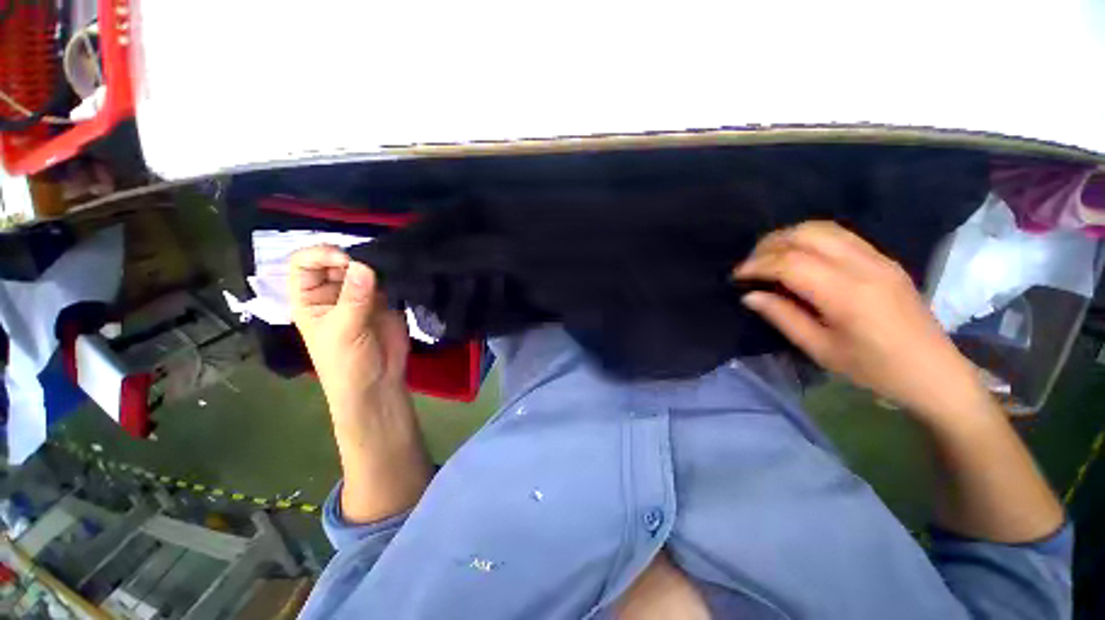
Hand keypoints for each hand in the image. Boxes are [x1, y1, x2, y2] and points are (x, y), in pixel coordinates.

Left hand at [288, 245, 409, 416]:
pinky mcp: (385, 300)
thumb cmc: (347, 363)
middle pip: (337, 261)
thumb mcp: (344, 330)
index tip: (346, 260)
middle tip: (374, 264)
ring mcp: (361, 295)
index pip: (304, 263)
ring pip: (364, 268)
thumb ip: (354, 298)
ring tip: (389, 267)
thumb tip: (363, 265)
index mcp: (310, 298)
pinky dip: (392, 275)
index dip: (321, 255)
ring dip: (375, 265)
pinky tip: (399, 274)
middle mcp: (333, 292)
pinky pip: (386, 280)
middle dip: (353, 258)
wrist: (378, 383)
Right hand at [734, 221, 985, 418]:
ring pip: (822, 228)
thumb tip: (750, 296)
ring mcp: (878, 258)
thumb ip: (783, 317)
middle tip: (750, 265)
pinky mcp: (884, 259)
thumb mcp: (821, 350)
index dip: (757, 265)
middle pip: (805, 234)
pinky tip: (798, 257)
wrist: (935, 372)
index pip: (790, 263)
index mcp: (847, 294)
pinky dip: (809, 239)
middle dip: (769, 245)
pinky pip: (839, 235)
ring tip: (769, 257)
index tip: (737, 276)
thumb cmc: (874, 370)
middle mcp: (864, 266)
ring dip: (788, 237)